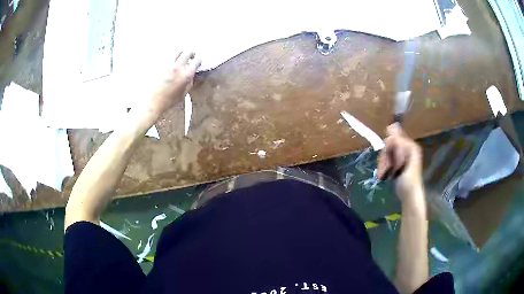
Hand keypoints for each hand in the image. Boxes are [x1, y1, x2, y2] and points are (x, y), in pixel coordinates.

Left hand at [142, 51, 201, 120]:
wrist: (153, 102)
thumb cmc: (169, 100)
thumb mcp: (184, 92)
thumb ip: (190, 81)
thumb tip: (192, 73)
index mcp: (186, 75)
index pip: (197, 61)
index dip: (199, 60)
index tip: (197, 61)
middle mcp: (177, 68)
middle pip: (188, 53)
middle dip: (191, 53)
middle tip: (191, 55)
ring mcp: (168, 65)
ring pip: (178, 51)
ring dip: (182, 53)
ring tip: (181, 56)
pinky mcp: (160, 65)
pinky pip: (168, 56)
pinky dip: (172, 57)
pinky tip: (171, 62)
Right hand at [377, 123, 423, 204]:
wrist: (409, 196)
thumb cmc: (409, 181)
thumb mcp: (404, 162)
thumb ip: (399, 146)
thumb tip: (392, 126)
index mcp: (410, 146)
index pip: (394, 138)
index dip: (388, 147)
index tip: (386, 160)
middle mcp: (406, 148)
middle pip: (389, 145)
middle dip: (385, 157)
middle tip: (384, 170)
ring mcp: (401, 156)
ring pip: (386, 153)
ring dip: (383, 164)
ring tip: (382, 175)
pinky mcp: (397, 163)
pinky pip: (386, 159)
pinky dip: (383, 167)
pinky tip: (383, 174)